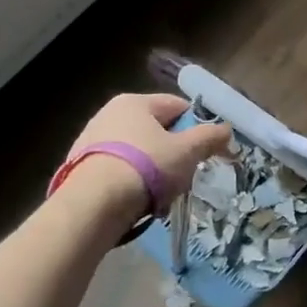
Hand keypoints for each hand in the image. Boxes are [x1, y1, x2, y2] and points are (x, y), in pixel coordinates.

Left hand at [64, 93, 232, 226]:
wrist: (92, 205)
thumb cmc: (145, 168)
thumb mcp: (186, 152)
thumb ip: (210, 137)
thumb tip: (226, 129)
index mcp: (135, 102)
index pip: (177, 106)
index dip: (197, 127)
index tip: (206, 151)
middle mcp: (109, 114)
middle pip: (156, 131)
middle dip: (174, 154)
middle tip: (185, 177)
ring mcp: (91, 140)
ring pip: (138, 154)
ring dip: (154, 173)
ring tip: (161, 197)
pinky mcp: (80, 167)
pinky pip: (118, 171)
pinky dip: (131, 184)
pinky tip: (138, 204)